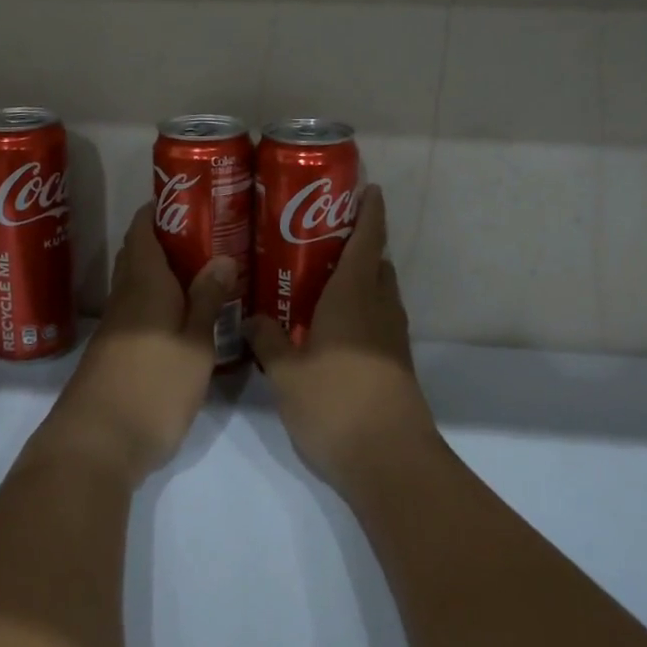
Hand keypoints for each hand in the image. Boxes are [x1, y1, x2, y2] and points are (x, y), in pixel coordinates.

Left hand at [34, 203, 234, 487]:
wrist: (97, 444)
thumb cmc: (153, 385)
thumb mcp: (194, 343)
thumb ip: (207, 300)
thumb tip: (221, 256)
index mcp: (144, 283)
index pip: (142, 229)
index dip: (160, 208)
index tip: (190, 197)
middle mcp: (124, 297)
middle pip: (139, 253)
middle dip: (167, 237)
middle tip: (208, 232)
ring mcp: (116, 327)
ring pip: (139, 283)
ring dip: (165, 270)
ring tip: (204, 267)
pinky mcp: (115, 353)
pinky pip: (139, 309)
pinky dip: (160, 300)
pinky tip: (185, 313)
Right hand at [246, 185, 438, 492]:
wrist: (389, 459)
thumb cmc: (336, 403)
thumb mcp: (287, 371)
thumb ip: (267, 338)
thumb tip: (252, 316)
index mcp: (355, 295)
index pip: (368, 238)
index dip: (370, 210)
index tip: (367, 187)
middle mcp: (379, 307)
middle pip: (376, 262)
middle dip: (357, 243)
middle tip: (318, 235)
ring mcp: (392, 336)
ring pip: (379, 292)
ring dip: (359, 277)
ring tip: (318, 277)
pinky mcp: (394, 362)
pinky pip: (377, 319)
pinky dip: (359, 308)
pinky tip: (329, 325)